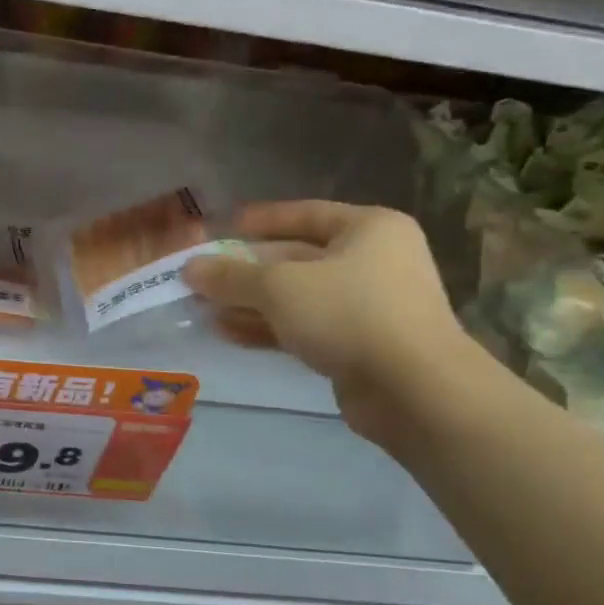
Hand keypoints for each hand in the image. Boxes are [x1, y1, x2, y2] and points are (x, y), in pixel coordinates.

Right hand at [183, 201, 473, 442]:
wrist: (415, 391)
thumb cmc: (349, 314)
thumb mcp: (278, 286)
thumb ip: (231, 275)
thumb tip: (189, 268)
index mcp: (368, 229)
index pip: (304, 213)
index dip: (259, 220)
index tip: (221, 228)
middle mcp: (374, 260)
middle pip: (296, 258)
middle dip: (246, 270)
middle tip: (202, 276)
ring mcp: (369, 306)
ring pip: (297, 296)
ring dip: (250, 302)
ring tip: (203, 308)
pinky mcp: (360, 345)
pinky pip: (305, 327)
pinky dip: (268, 328)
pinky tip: (227, 332)